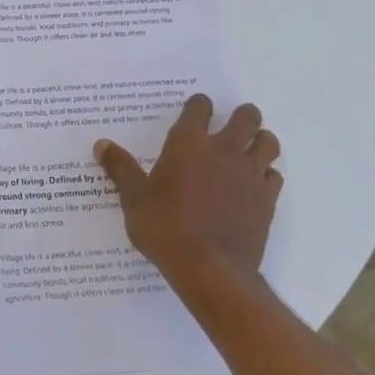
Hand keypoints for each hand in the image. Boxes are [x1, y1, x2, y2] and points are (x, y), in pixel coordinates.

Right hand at [95, 94, 282, 299]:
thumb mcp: (133, 199)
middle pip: (246, 117)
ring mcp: (250, 174)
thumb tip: (101, 144)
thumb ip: (120, 168)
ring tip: (250, 147)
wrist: (210, 269)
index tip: (196, 108)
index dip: (199, 105)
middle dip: (242, 115)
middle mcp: (224, 151)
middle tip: (233, 123)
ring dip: (260, 140)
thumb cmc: (165, 228)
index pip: (199, 108)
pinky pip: (273, 175)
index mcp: (188, 144)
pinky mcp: (267, 199)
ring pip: (268, 142)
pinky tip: (255, 184)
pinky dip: (266, 174)